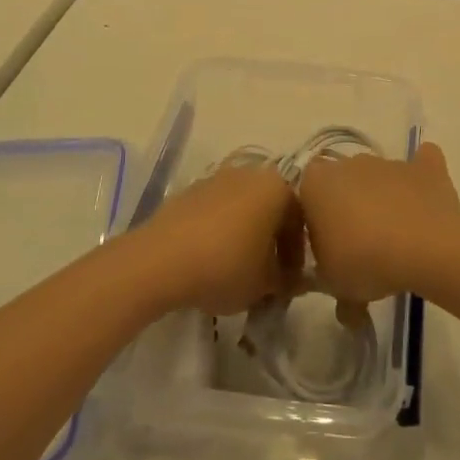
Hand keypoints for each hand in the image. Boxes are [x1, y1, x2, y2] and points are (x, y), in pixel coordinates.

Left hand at [139, 162, 301, 315]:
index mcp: (276, 187)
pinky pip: (216, 211)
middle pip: (270, 208)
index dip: (297, 254)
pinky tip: (211, 259)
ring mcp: (216, 178)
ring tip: (238, 268)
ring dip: (245, 234)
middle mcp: (249, 174)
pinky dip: (220, 231)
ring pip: (242, 208)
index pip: (300, 219)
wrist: (160, 259)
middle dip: (271, 240)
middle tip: (267, 274)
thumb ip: (286, 281)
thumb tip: (292, 280)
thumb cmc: (225, 266)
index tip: (290, 281)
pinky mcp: (189, 191)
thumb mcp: (265, 285)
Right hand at [298, 141, 459, 306]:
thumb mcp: (332, 283)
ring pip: (378, 177)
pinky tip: (424, 199)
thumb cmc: (364, 261)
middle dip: (347, 206)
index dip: (313, 220)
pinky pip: (421, 164)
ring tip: (395, 237)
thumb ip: (325, 279)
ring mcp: (388, 161)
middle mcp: (349, 163)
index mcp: (316, 183)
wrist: (424, 248)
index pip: (304, 195)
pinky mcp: (424, 167)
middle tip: (358, 245)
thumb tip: (336, 292)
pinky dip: (420, 178)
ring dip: (381, 198)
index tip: (324, 247)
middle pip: (342, 182)